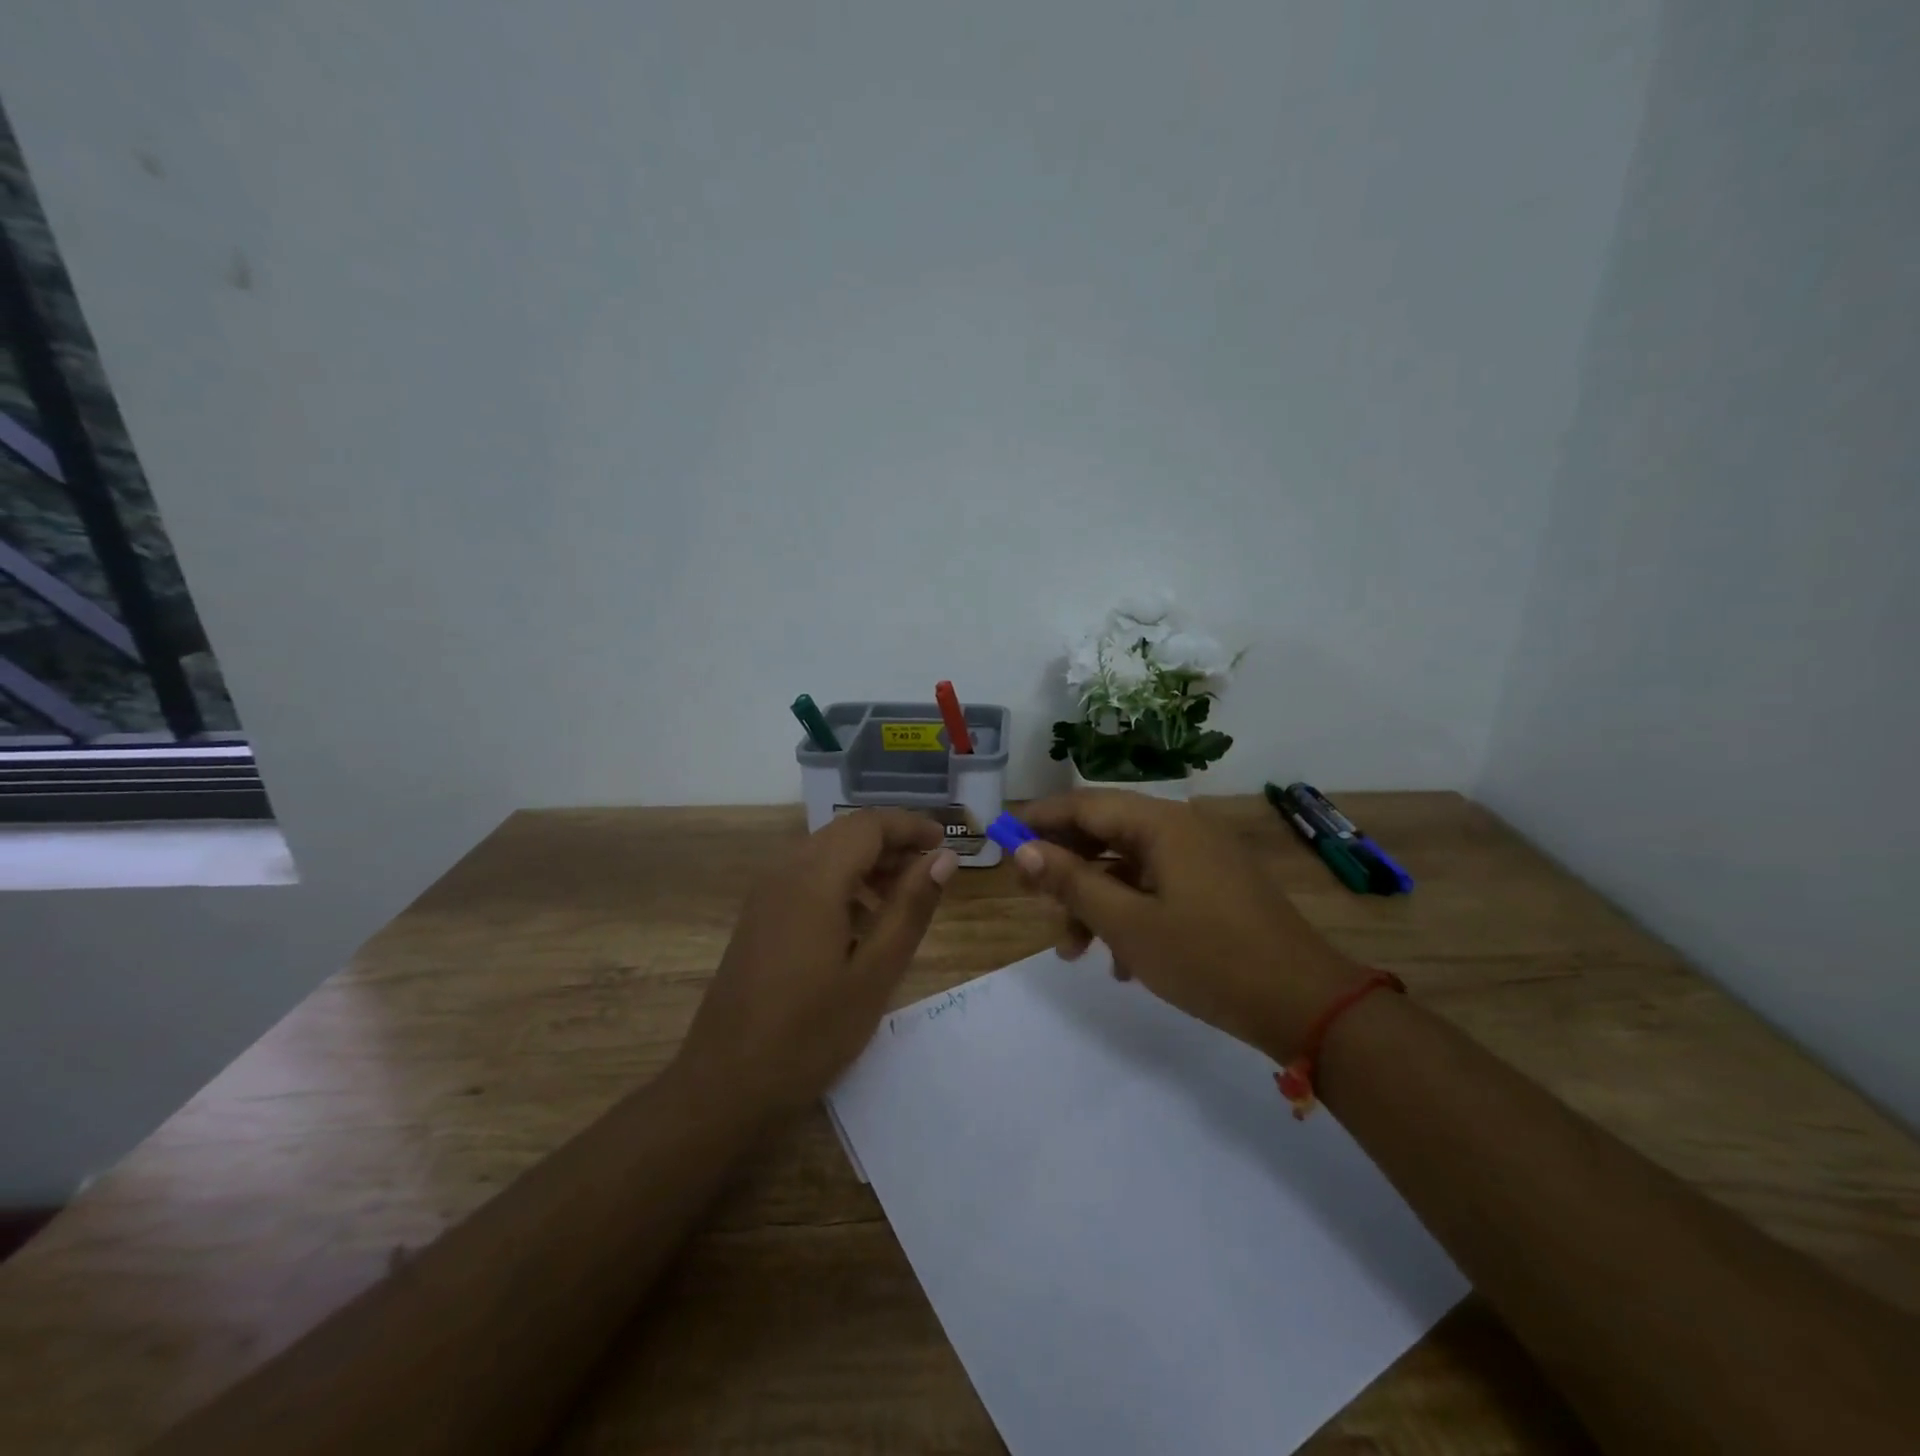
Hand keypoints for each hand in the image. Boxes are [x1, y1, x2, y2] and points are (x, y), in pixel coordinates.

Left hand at [675, 810, 958, 1116]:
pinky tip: (862, 922)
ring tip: (904, 897)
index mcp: (814, 879)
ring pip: (825, 853)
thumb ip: (910, 908)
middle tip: (931, 870)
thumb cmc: (809, 1034)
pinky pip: (806, 878)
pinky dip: (842, 882)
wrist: (725, 1086)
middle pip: (845, 833)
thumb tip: (943, 859)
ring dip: (867, 862)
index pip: (868, 825)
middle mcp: (785, 873)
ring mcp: (766, 896)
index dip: (910, 826)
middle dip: (891, 842)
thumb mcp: (875, 973)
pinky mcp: (759, 918)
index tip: (946, 843)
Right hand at [1013, 791, 1361, 1058]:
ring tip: (1074, 951)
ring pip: (1129, 866)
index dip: (1039, 820)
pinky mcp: (1216, 887)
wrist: (1306, 1004)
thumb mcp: (1128, 924)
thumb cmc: (1208, 958)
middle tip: (1034, 901)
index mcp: (1161, 824)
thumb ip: (1072, 882)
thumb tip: (1023, 851)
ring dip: (1095, 900)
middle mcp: (1182, 828)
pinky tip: (1120, 962)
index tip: (1002, 841)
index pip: (1084, 804)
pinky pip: (1157, 887)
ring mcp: (1203, 858)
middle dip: (1065, 867)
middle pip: (1105, 833)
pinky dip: (1129, 913)